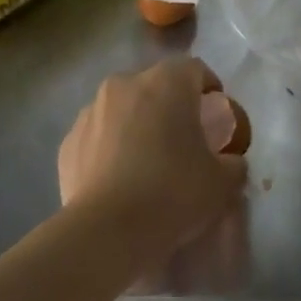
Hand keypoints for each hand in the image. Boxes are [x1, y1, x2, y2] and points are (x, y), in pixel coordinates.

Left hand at [57, 58, 246, 265]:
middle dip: (171, 105)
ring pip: (123, 108)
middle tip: (183, 138)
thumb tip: (230, 162)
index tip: (216, 115)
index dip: (209, 88)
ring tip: (148, 160)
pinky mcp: (68, 142)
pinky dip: (111, 147)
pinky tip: (120, 178)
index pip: (195, 69)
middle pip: (155, 85)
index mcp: (167, 83)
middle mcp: (125, 85)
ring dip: (138, 124)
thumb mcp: (222, 181)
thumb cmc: (173, 192)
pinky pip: (99, 135)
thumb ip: (233, 163)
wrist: (107, 231)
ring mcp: (91, 112)